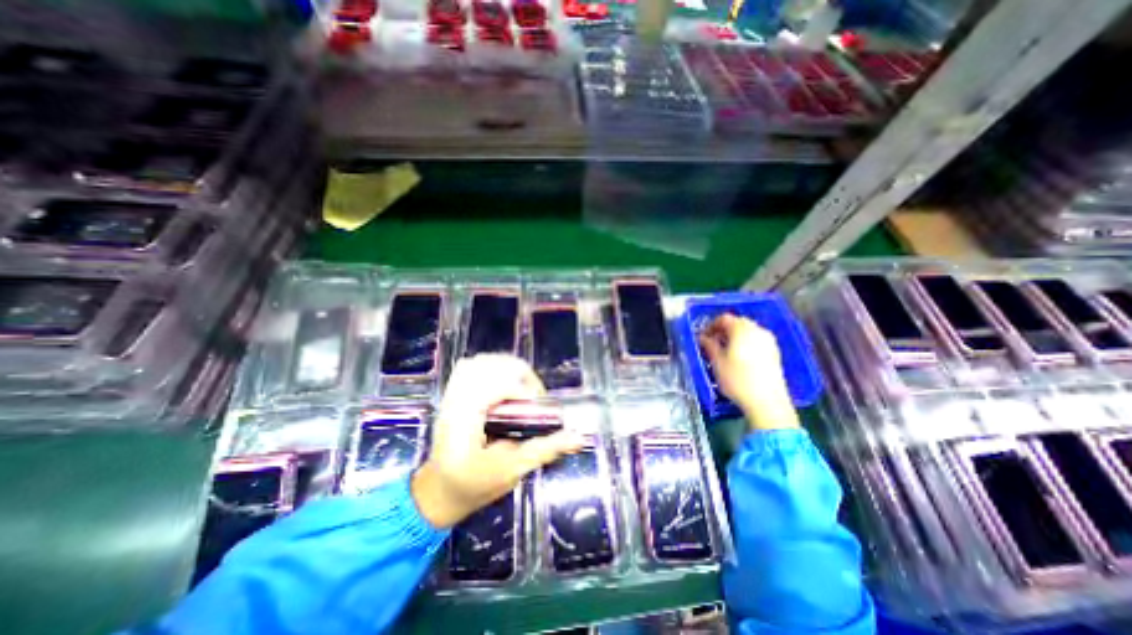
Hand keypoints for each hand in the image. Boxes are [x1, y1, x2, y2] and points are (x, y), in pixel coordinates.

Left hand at [412, 355, 582, 528]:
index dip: (521, 389)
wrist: (439, 492)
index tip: (537, 405)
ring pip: (478, 362)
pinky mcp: (453, 395)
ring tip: (522, 387)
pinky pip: (471, 367)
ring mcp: (451, 396)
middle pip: (485, 365)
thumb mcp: (512, 471)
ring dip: (506, 367)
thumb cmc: (473, 486)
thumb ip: (545, 450)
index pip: (492, 386)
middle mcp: (454, 403)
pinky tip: (505, 384)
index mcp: (463, 422)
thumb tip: (578, 437)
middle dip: (517, 372)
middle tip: (534, 394)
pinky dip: (492, 368)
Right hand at [694, 314, 797, 432]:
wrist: (767, 402)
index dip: (710, 325)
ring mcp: (769, 341)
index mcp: (741, 329)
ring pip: (748, 331)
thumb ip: (709, 345)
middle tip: (712, 342)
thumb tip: (702, 337)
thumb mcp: (717, 362)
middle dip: (723, 330)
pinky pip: (757, 340)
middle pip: (737, 322)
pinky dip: (746, 343)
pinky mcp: (775, 352)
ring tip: (724, 351)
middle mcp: (757, 330)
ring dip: (735, 337)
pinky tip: (739, 357)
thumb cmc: (737, 379)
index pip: (723, 319)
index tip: (703, 337)